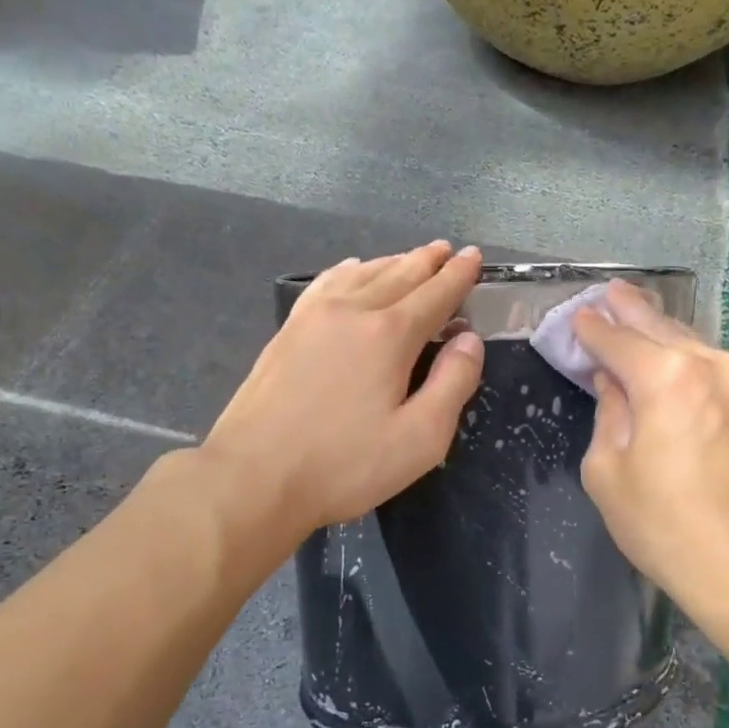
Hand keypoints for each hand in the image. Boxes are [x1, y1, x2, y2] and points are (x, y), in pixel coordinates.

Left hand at [203, 242, 485, 534]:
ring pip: (362, 274)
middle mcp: (352, 311)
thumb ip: (453, 384)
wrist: (254, 476)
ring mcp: (313, 317)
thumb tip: (469, 340)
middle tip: (447, 250)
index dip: (458, 276)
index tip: (474, 257)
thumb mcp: (420, 439)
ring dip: (392, 262)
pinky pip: (326, 284)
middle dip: (427, 261)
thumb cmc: (344, 466)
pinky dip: (349, 271)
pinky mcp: (287, 332)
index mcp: (389, 335)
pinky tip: (352, 271)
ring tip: (410, 258)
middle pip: (399, 275)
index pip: (435, 294)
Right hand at [574, 281, 728, 624]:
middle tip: (611, 292)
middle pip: (663, 329)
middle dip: (632, 310)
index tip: (578, 317)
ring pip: (699, 346)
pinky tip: (685, 364)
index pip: (619, 340)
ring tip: (644, 318)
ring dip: (667, 334)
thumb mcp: (608, 473)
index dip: (593, 329)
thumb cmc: (666, 526)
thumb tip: (614, 384)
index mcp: (668, 377)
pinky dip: (697, 362)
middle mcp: (715, 365)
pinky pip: (724, 370)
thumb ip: (608, 415)